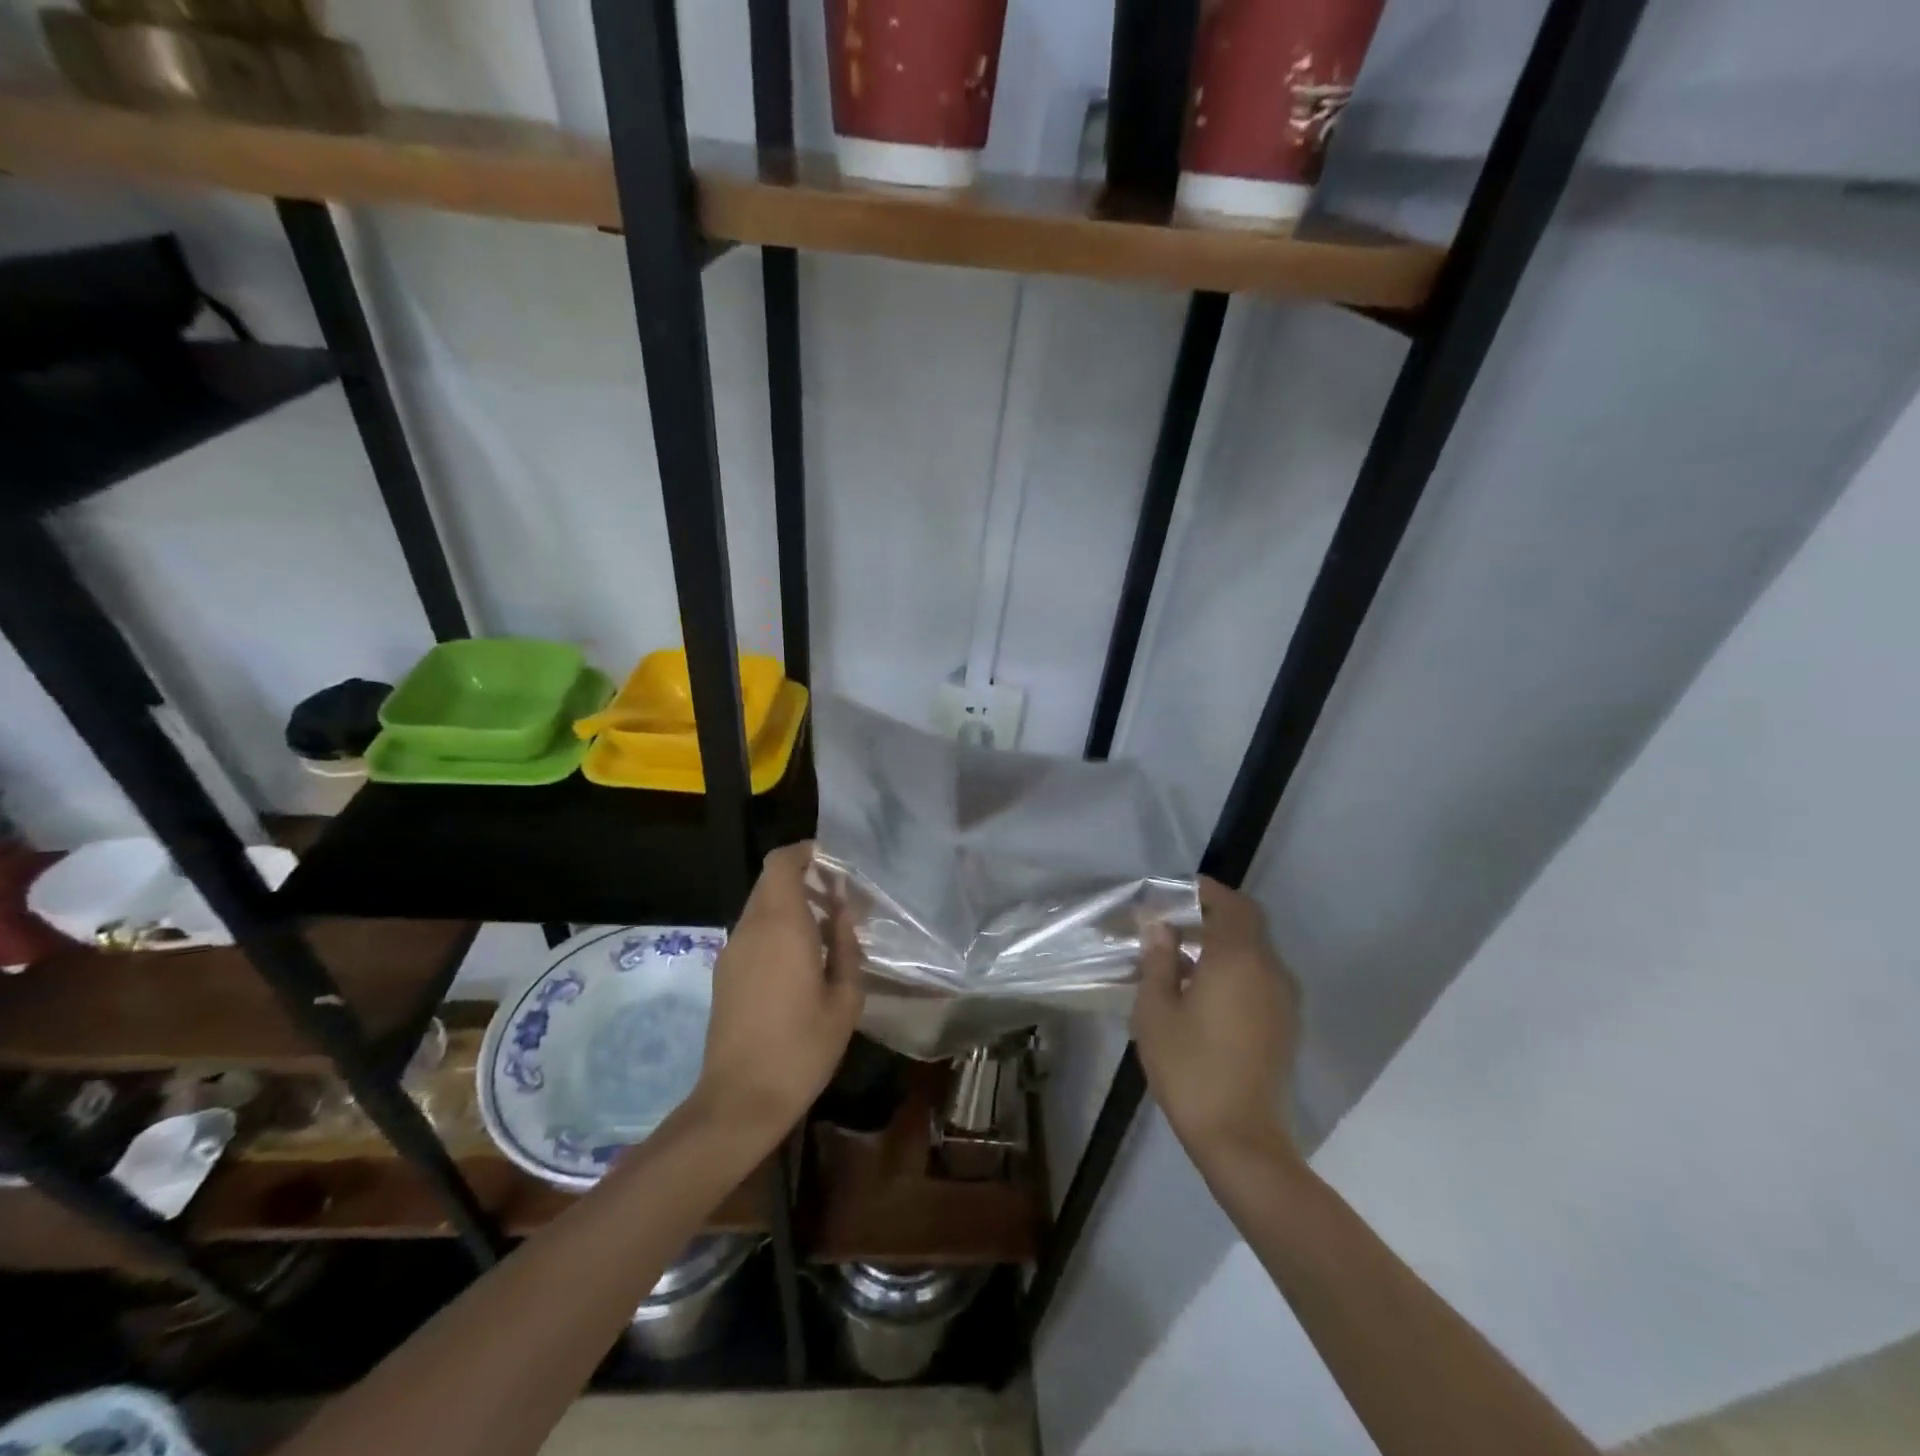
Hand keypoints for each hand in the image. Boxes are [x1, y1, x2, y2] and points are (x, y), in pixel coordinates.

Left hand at [691, 842, 863, 1141]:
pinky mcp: (724, 974)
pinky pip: (753, 933)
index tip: (833, 862)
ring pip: (761, 908)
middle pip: (771, 882)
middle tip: (838, 898)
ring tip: (826, 930)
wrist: (741, 1099)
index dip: (804, 853)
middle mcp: (751, 928)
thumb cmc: (803, 1046)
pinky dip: (777, 929)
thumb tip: (841, 913)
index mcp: (781, 925)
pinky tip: (802, 960)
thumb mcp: (844, 998)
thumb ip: (846, 946)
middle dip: (803, 879)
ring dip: (791, 906)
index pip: (781, 863)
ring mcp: (732, 951)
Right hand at [1133, 877, 1300, 1175]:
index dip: (1205, 891)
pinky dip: (1235, 968)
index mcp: (1238, 959)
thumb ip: (1159, 960)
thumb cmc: (1189, 1068)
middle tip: (1173, 923)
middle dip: (1212, 914)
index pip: (1231, 904)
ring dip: (1224, 943)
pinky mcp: (1285, 1024)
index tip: (1174, 893)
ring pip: (1255, 951)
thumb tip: (1160, 926)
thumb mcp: (1156, 1011)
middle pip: (1247, 923)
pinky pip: (1260, 977)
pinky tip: (1204, 991)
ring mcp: (1283, 998)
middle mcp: (1270, 970)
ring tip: (1183, 958)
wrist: (1239, 1137)